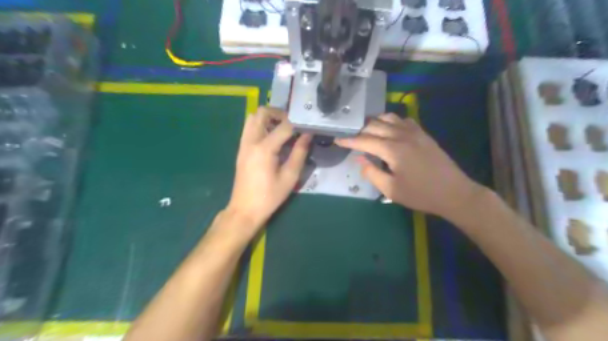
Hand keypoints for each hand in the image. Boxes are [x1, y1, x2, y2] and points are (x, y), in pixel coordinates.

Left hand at [226, 107, 312, 233]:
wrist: (245, 209)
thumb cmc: (270, 196)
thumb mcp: (290, 177)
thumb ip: (299, 153)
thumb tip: (308, 135)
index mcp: (264, 149)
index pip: (284, 126)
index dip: (298, 123)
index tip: (308, 126)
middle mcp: (251, 141)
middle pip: (262, 112)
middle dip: (279, 113)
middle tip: (292, 124)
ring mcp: (243, 144)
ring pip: (253, 117)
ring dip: (268, 118)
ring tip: (282, 129)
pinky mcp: (241, 149)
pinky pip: (249, 127)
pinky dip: (261, 125)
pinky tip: (272, 138)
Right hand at [332, 114, 484, 222]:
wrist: (454, 193)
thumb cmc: (420, 194)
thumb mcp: (391, 190)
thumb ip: (372, 173)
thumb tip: (359, 159)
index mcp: (393, 149)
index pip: (364, 140)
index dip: (349, 140)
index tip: (337, 140)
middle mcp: (402, 135)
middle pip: (375, 125)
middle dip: (359, 130)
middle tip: (349, 137)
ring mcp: (415, 132)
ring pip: (389, 118)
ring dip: (375, 122)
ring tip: (366, 131)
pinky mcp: (423, 134)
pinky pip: (403, 120)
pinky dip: (391, 121)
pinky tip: (389, 130)